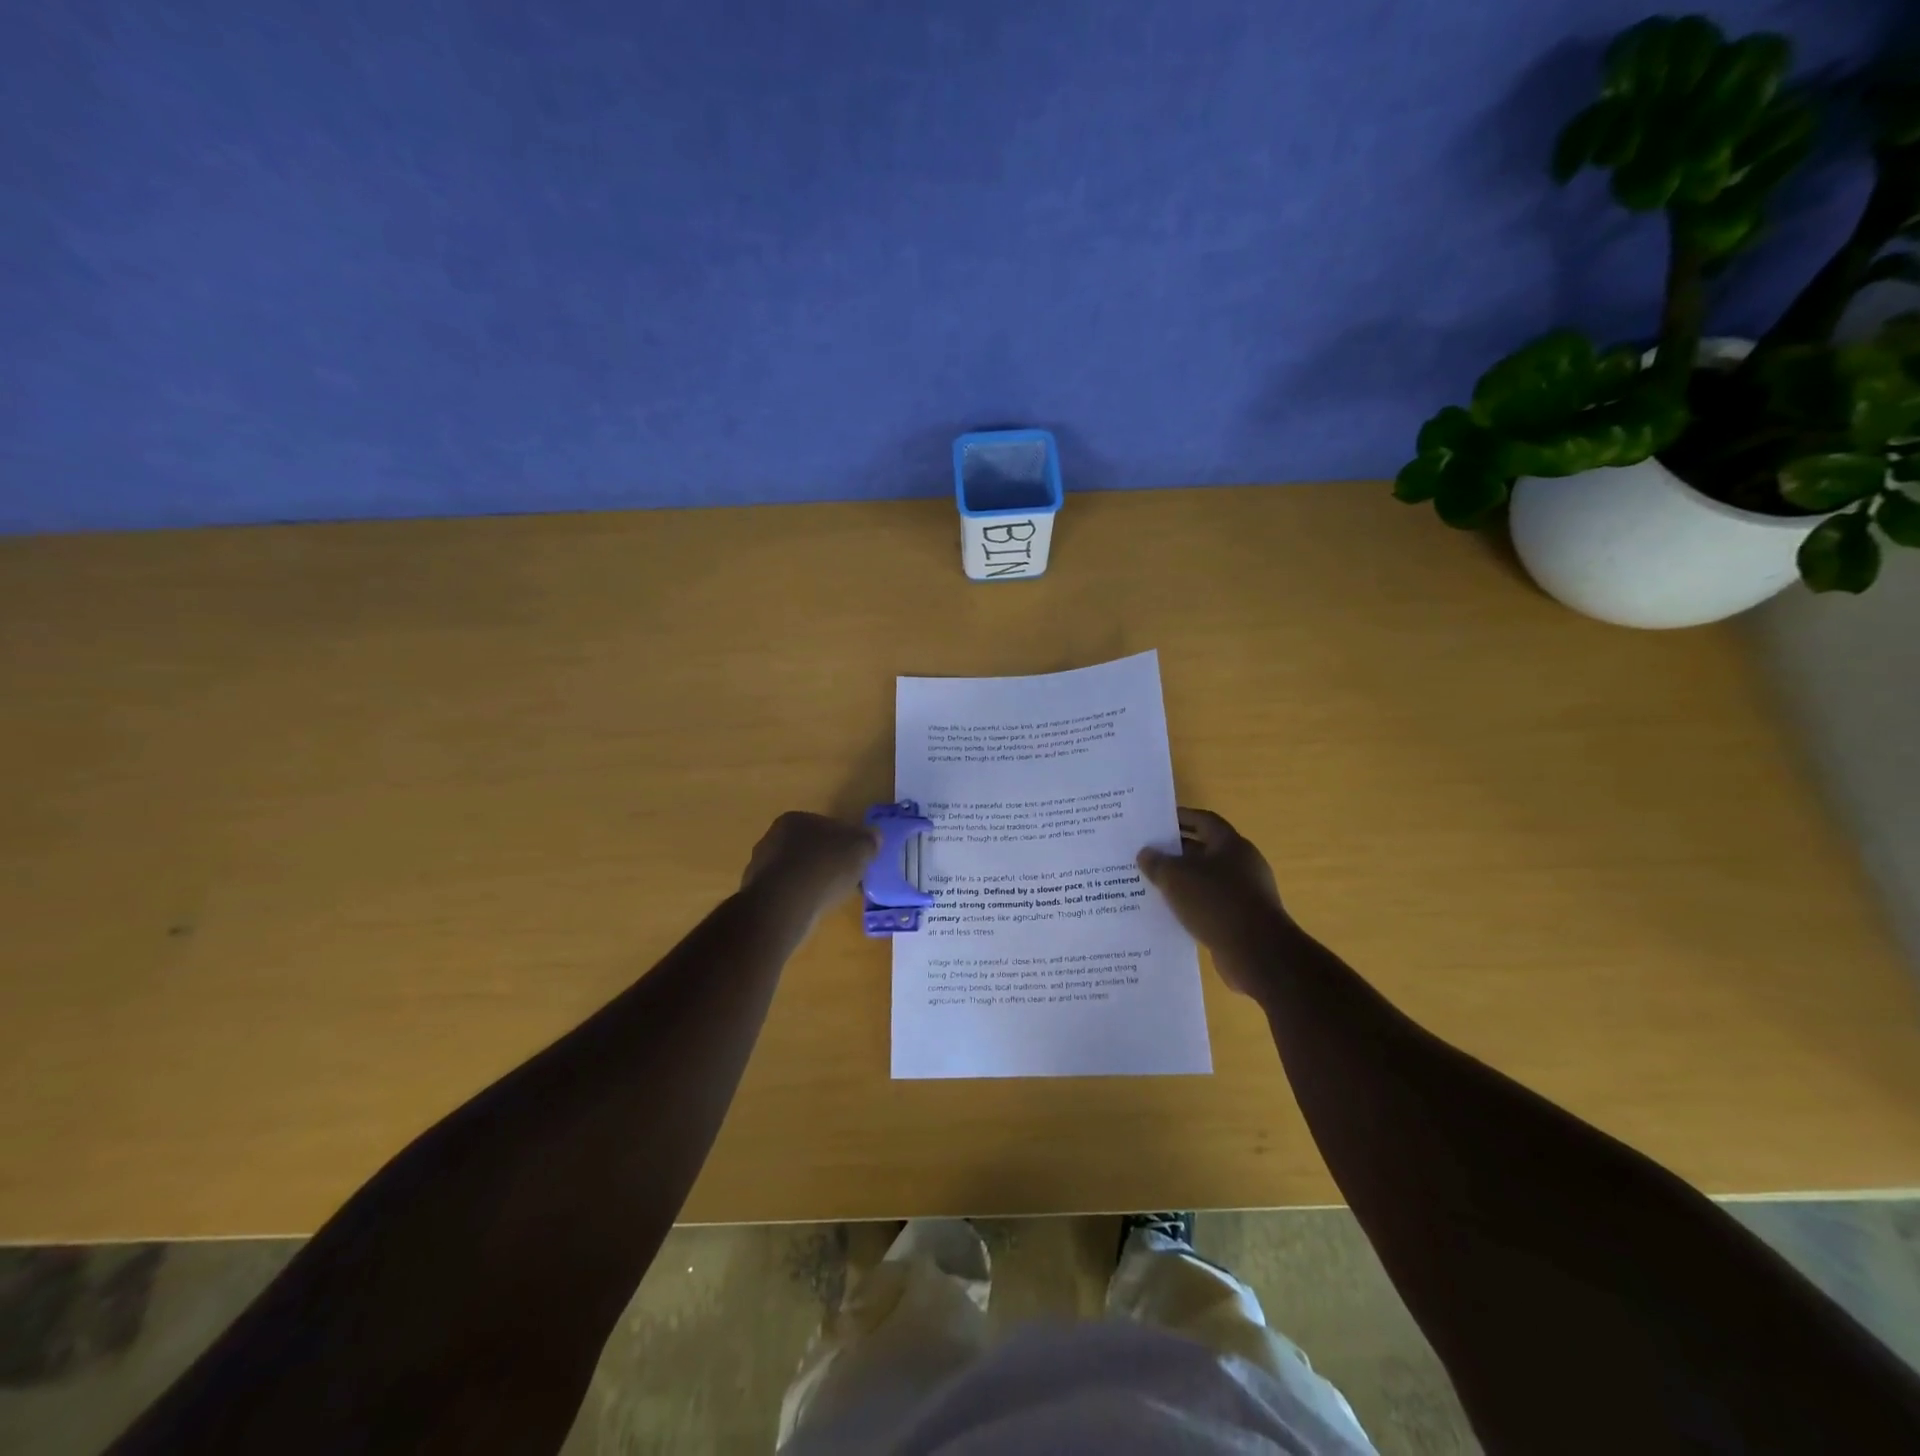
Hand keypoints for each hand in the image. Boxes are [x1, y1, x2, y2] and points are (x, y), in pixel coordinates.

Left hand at [741, 811, 877, 927]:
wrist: (784, 905)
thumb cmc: (824, 867)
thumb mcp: (860, 849)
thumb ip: (869, 840)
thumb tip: (874, 837)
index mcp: (795, 819)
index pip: (825, 826)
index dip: (845, 841)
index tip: (856, 858)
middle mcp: (772, 837)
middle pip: (809, 847)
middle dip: (826, 860)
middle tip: (846, 878)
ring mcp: (760, 866)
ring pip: (795, 871)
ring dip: (811, 880)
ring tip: (829, 897)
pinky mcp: (756, 894)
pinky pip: (785, 892)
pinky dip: (798, 898)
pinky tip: (811, 909)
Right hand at [1138, 808, 1288, 995]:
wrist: (1257, 953)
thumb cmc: (1216, 902)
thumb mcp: (1175, 877)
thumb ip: (1157, 862)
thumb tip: (1146, 853)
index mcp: (1231, 845)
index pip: (1204, 820)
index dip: (1181, 818)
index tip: (1157, 822)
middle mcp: (1242, 864)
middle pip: (1205, 850)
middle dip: (1177, 852)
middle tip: (1148, 855)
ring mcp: (1246, 894)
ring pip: (1207, 880)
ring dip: (1183, 881)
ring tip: (1153, 885)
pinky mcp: (1243, 920)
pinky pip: (1212, 905)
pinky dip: (1193, 905)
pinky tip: (1171, 913)